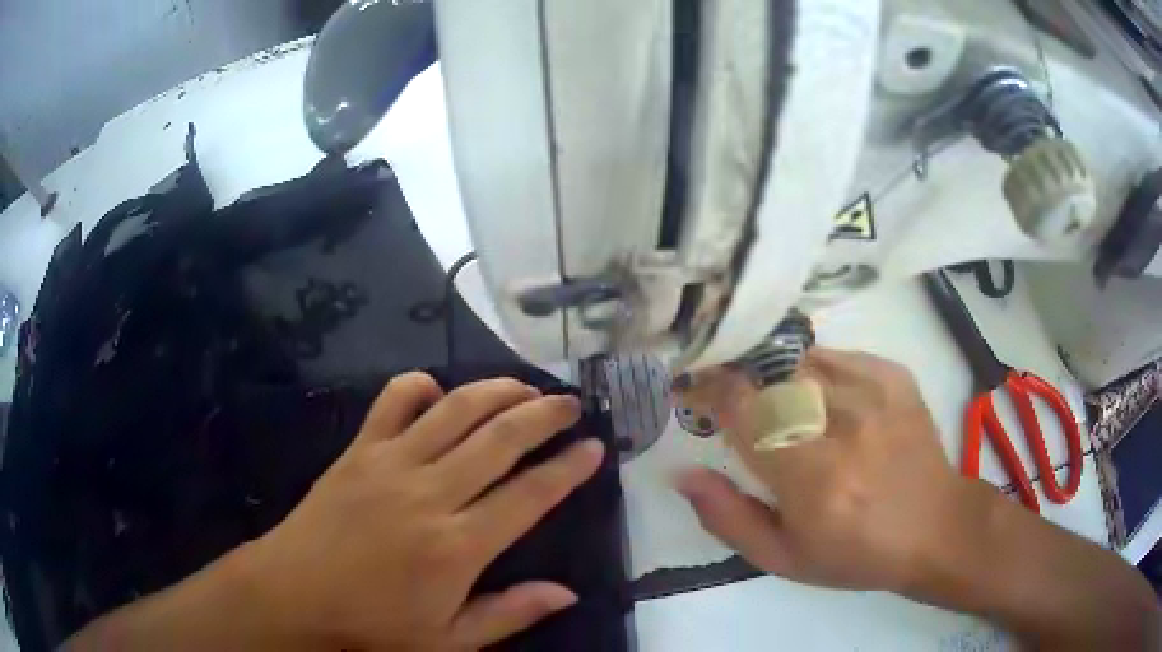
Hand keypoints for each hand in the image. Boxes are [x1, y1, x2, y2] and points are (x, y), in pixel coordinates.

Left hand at [240, 373, 604, 649]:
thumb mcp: (448, 639)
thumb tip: (568, 592)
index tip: (594, 447)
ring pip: (455, 410)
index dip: (569, 468)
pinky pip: (392, 400)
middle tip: (569, 404)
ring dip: (496, 391)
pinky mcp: (358, 449)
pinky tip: (438, 390)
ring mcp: (390, 463)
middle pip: (500, 439)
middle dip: (543, 415)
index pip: (531, 495)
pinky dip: (419, 386)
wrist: (294, 593)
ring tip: (525, 388)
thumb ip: (510, 613)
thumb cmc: (372, 624)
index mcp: (458, 545)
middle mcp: (430, 493)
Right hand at [674, 348, 968, 593]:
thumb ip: (726, 516)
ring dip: (771, 375)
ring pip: (799, 359)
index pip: (744, 409)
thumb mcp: (781, 558)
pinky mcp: (894, 376)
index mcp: (813, 478)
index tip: (691, 392)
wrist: (933, 526)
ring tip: (771, 399)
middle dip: (735, 378)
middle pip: (768, 374)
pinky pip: (834, 356)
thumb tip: (681, 472)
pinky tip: (816, 399)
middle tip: (725, 396)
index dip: (708, 390)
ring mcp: (875, 392)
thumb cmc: (854, 553)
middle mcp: (844, 424)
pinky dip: (811, 371)